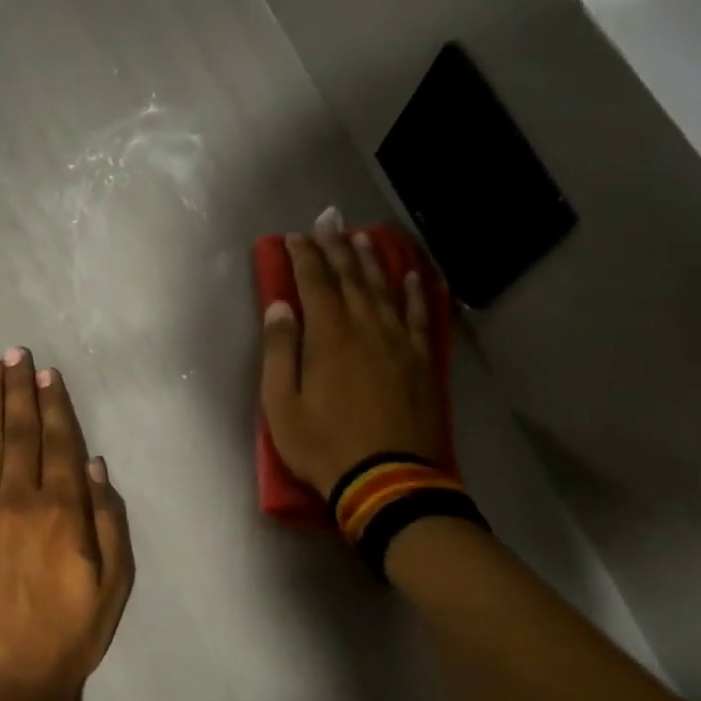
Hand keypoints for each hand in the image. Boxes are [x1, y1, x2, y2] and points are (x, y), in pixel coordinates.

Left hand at [0, 348, 134, 700]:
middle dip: (18, 390)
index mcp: (63, 512)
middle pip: (19, 433)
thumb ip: (108, 522)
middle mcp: (19, 501)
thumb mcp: (114, 587)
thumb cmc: (67, 638)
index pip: (60, 444)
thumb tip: (96, 466)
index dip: (55, 405)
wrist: (0, 685)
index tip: (49, 374)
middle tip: (15, 353)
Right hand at [260, 208, 449, 496]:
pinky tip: (412, 275)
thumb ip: (279, 351)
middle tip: (328, 219)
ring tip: (361, 237)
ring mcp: (400, 342)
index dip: (302, 256)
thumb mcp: (281, 405)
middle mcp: (367, 327)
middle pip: (350, 277)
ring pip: (384, 289)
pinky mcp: (421, 361)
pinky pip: (420, 316)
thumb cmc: (324, 446)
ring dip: (371, 260)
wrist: (387, 480)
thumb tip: (279, 307)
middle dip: (335, 246)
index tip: (293, 237)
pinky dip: (415, 292)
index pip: (314, 283)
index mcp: (329, 336)